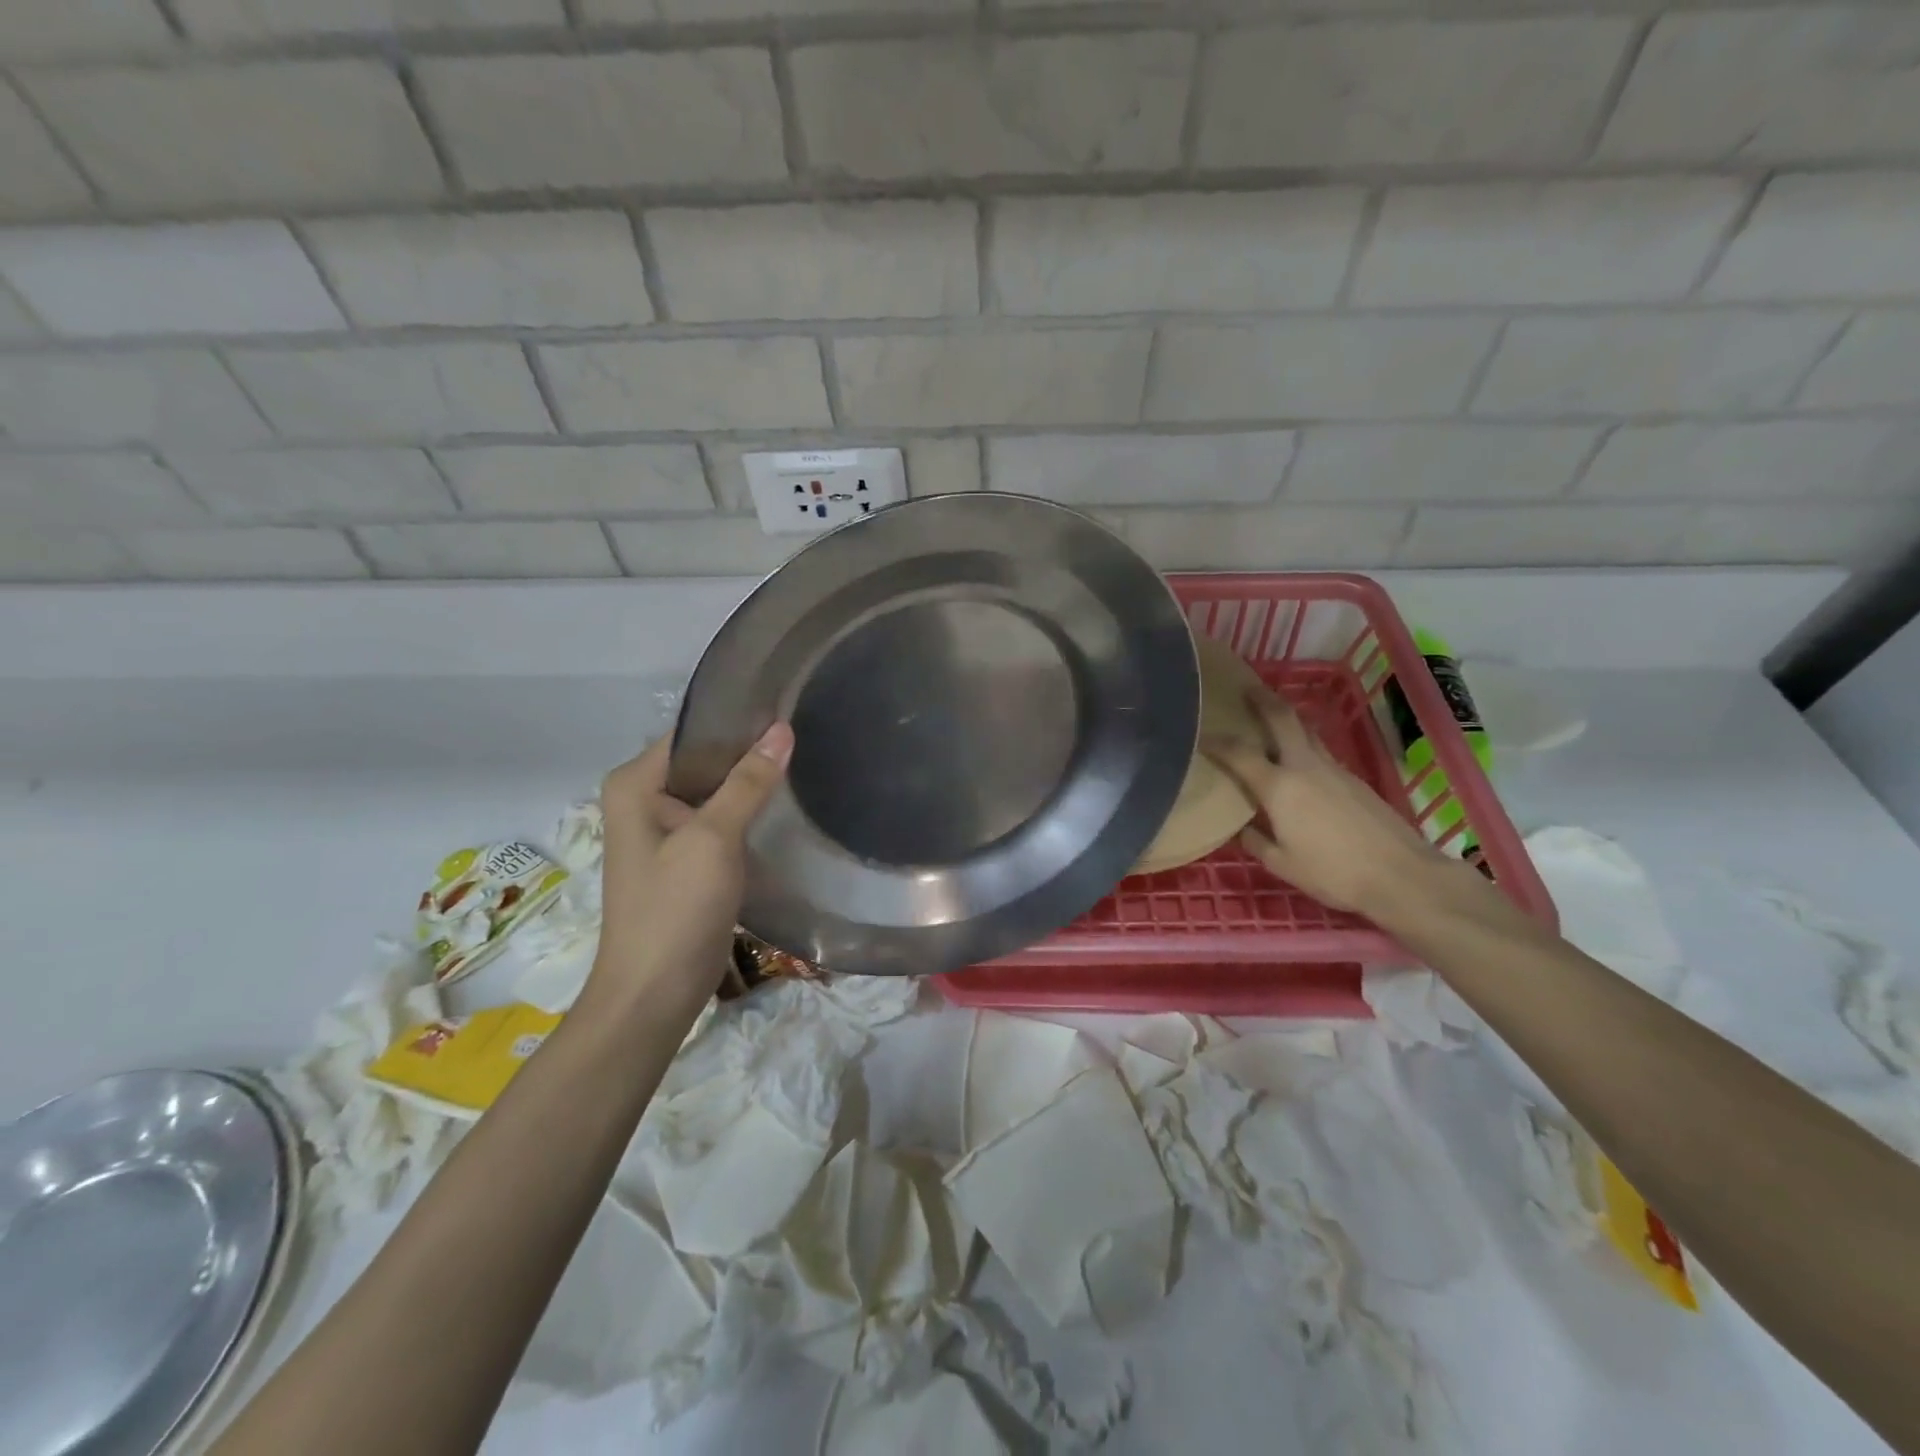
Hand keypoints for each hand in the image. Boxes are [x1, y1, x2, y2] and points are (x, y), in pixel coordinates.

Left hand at [586, 724, 793, 1011]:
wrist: (655, 994)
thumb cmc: (674, 909)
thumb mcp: (713, 839)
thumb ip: (747, 783)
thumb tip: (781, 730)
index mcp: (635, 784)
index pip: (692, 733)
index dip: (737, 721)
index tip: (787, 710)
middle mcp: (645, 799)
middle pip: (705, 760)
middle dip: (750, 751)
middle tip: (806, 735)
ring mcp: (666, 830)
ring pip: (716, 791)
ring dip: (752, 783)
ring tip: (805, 762)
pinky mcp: (687, 858)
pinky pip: (720, 819)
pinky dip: (748, 812)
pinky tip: (785, 805)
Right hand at [1204, 685, 1440, 918]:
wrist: (1401, 874)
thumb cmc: (1333, 873)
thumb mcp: (1282, 864)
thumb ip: (1256, 841)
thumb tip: (1241, 827)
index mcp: (1279, 787)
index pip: (1239, 754)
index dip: (1216, 742)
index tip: (1199, 734)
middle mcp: (1305, 766)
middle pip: (1282, 719)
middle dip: (1262, 700)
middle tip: (1245, 688)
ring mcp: (1334, 769)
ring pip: (1305, 731)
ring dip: (1286, 719)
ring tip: (1270, 718)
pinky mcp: (1355, 778)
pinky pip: (1320, 751)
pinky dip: (1303, 744)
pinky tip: (1299, 762)